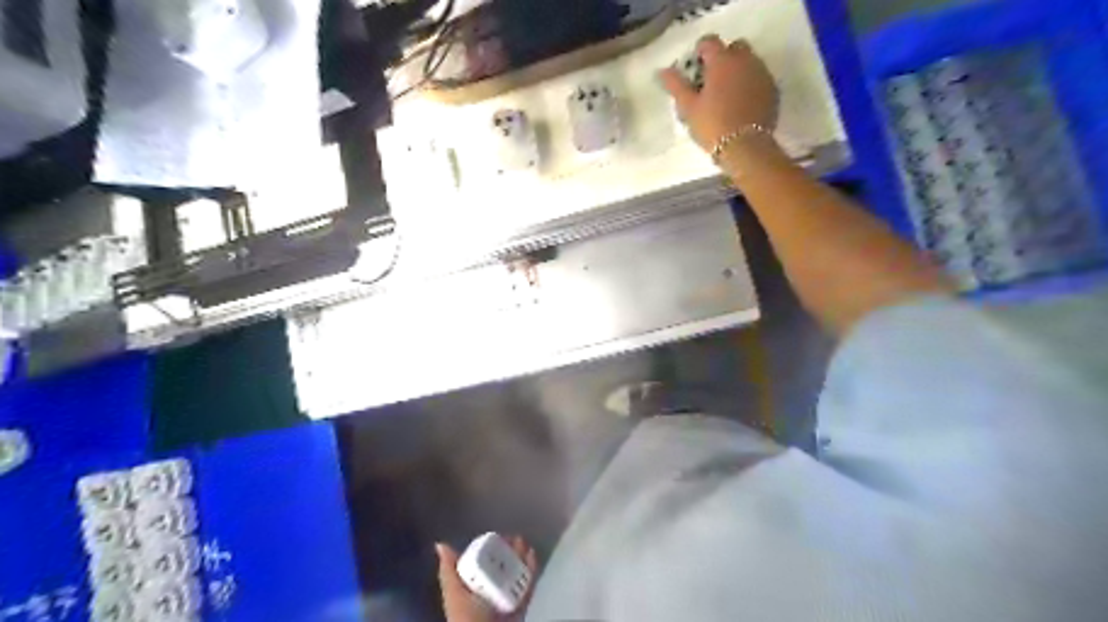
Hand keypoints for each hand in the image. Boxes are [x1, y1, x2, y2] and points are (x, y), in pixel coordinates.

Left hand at [436, 534, 538, 620]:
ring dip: (522, 556)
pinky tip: (532, 556)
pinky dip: (531, 570)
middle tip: (515, 538)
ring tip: (524, 544)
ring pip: (516, 573)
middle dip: (510, 550)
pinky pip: (528, 586)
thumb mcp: (454, 593)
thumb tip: (440, 544)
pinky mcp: (520, 605)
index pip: (483, 563)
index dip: (491, 548)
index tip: (499, 536)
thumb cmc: (466, 617)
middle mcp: (489, 592)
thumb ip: (449, 571)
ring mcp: (506, 598)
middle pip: (502, 565)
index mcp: (472, 588)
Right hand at [657, 37, 776, 151]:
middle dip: (722, 58)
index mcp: (722, 61)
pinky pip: (759, 78)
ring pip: (749, 62)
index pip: (709, 42)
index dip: (699, 52)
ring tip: (727, 94)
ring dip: (737, 71)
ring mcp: (762, 73)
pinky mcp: (773, 90)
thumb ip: (676, 85)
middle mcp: (745, 60)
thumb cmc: (712, 125)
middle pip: (734, 48)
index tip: (694, 68)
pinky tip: (741, 103)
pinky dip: (750, 84)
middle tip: (711, 81)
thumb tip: (663, 71)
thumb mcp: (688, 107)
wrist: (745, 147)